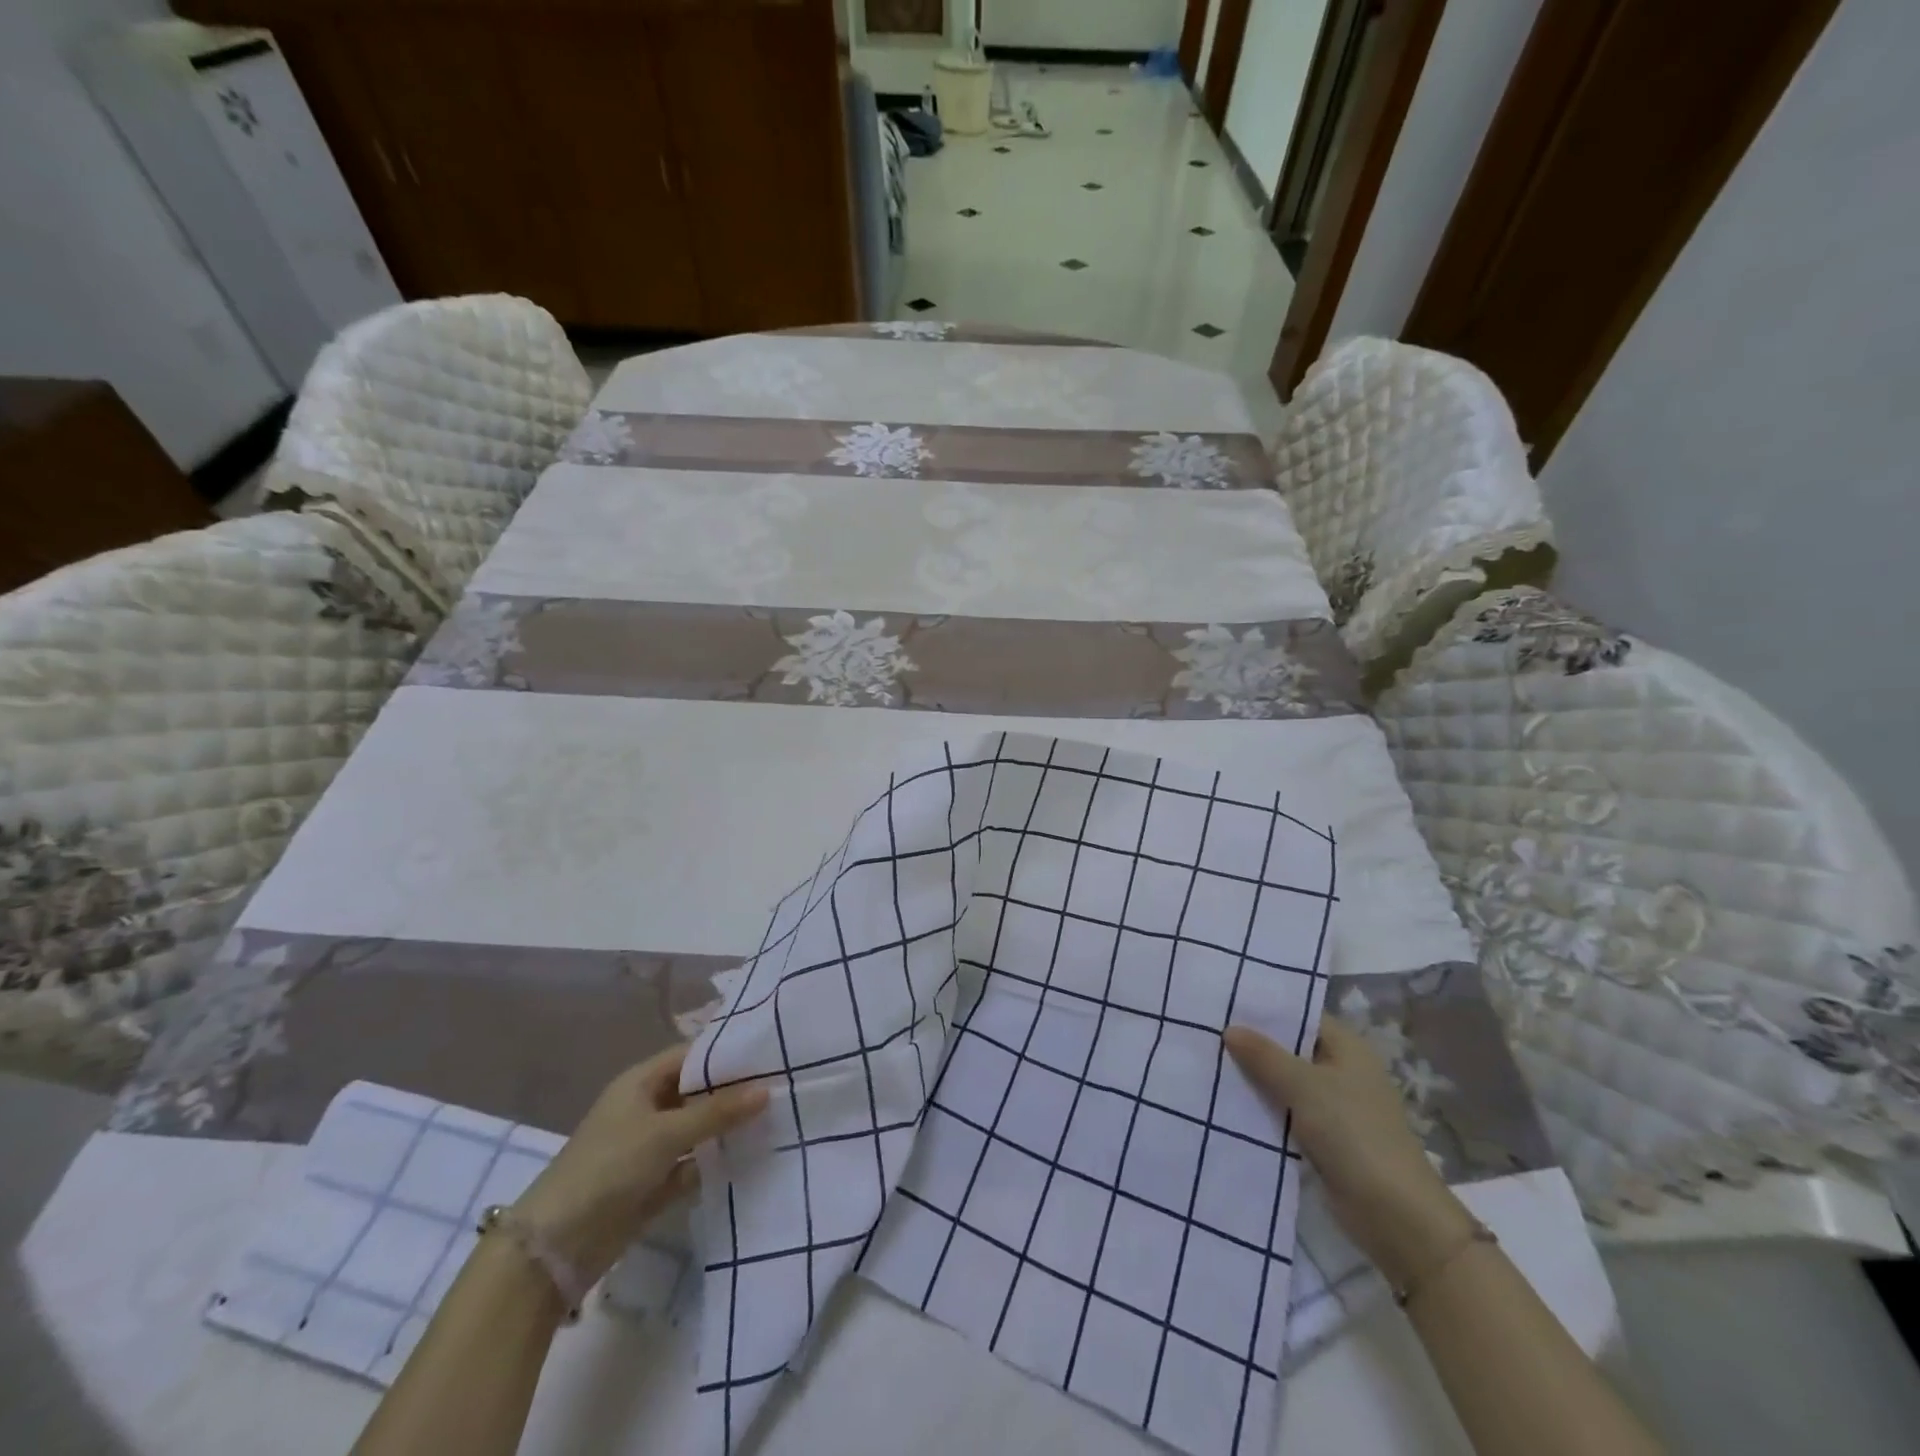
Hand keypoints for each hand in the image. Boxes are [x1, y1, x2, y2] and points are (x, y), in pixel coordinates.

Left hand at [511, 1044, 767, 1285]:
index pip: (692, 1055)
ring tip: (778, 1117)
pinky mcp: (655, 1182)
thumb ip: (717, 1111)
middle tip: (783, 1085)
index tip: (770, 1054)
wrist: (555, 1247)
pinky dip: (716, 1160)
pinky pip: (693, 1162)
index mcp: (641, 1082)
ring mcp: (650, 1146)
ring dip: (728, 1128)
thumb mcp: (666, 1133)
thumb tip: (767, 1089)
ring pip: (698, 1128)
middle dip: (734, 1091)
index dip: (728, 1054)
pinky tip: (753, 1156)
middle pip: (697, 1091)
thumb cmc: (608, 1169)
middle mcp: (647, 1108)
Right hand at [1224, 1018, 1475, 1288]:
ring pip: (1284, 1081)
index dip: (1264, 1009)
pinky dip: (1261, 1107)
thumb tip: (1229, 1029)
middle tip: (1204, 1031)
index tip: (1222, 1002)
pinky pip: (1284, 1111)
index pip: (1300, 1015)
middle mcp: (1341, 1071)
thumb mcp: (1304, 1086)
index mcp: (1347, 1048)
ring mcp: (1333, 1106)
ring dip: (1253, 1077)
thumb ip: (1264, 1055)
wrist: (1395, 1216)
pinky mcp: (1323, 1138)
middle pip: (1289, 1048)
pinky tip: (1225, 1100)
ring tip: (1206, 1061)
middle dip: (1252, 1043)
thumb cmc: (1354, 1134)